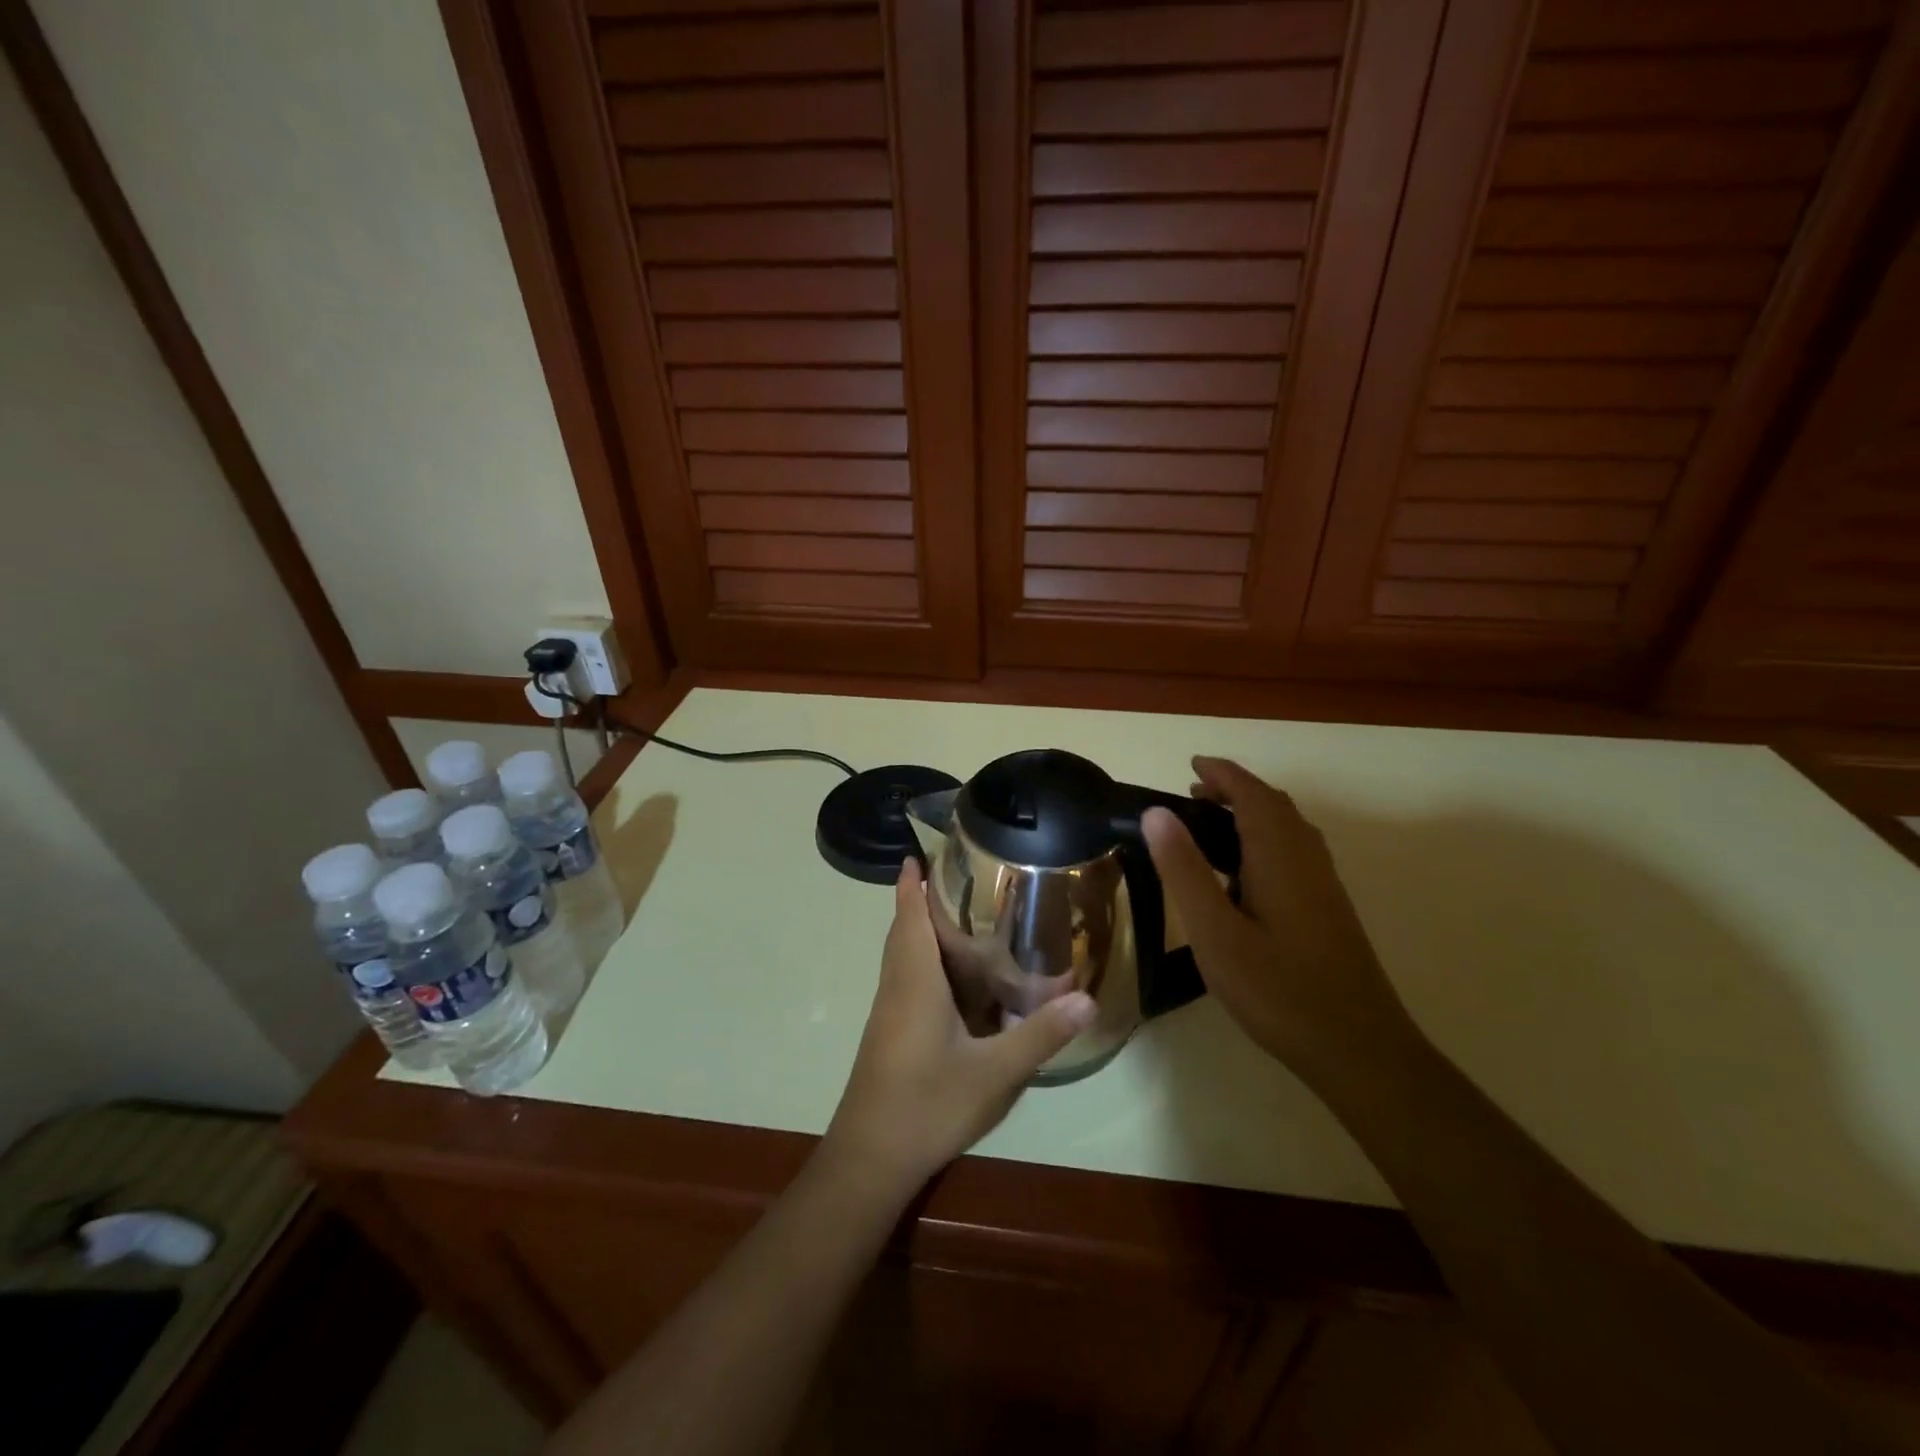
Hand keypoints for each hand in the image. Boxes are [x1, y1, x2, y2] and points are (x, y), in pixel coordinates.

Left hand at [824, 861, 1096, 1191]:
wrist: (870, 1158)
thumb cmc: (928, 1105)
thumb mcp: (994, 1073)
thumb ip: (1040, 1035)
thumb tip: (1088, 998)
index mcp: (915, 982)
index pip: (909, 918)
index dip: (911, 885)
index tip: (916, 855)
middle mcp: (897, 988)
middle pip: (902, 932)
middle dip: (918, 902)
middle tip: (956, 880)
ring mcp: (889, 1013)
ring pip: (901, 957)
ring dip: (918, 931)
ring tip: (958, 919)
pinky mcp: (889, 1034)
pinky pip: (905, 980)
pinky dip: (922, 962)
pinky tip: (953, 981)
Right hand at [1143, 757, 1423, 1093]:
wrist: (1359, 1049)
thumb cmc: (1278, 989)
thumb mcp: (1215, 932)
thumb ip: (1184, 870)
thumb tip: (1156, 812)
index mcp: (1279, 855)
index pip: (1251, 794)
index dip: (1221, 774)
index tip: (1191, 764)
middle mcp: (1307, 858)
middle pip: (1273, 805)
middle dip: (1235, 790)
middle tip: (1192, 796)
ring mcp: (1324, 884)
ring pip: (1288, 828)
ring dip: (1252, 813)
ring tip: (1210, 826)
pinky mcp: (1329, 908)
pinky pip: (1295, 851)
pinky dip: (1265, 838)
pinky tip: (1245, 873)